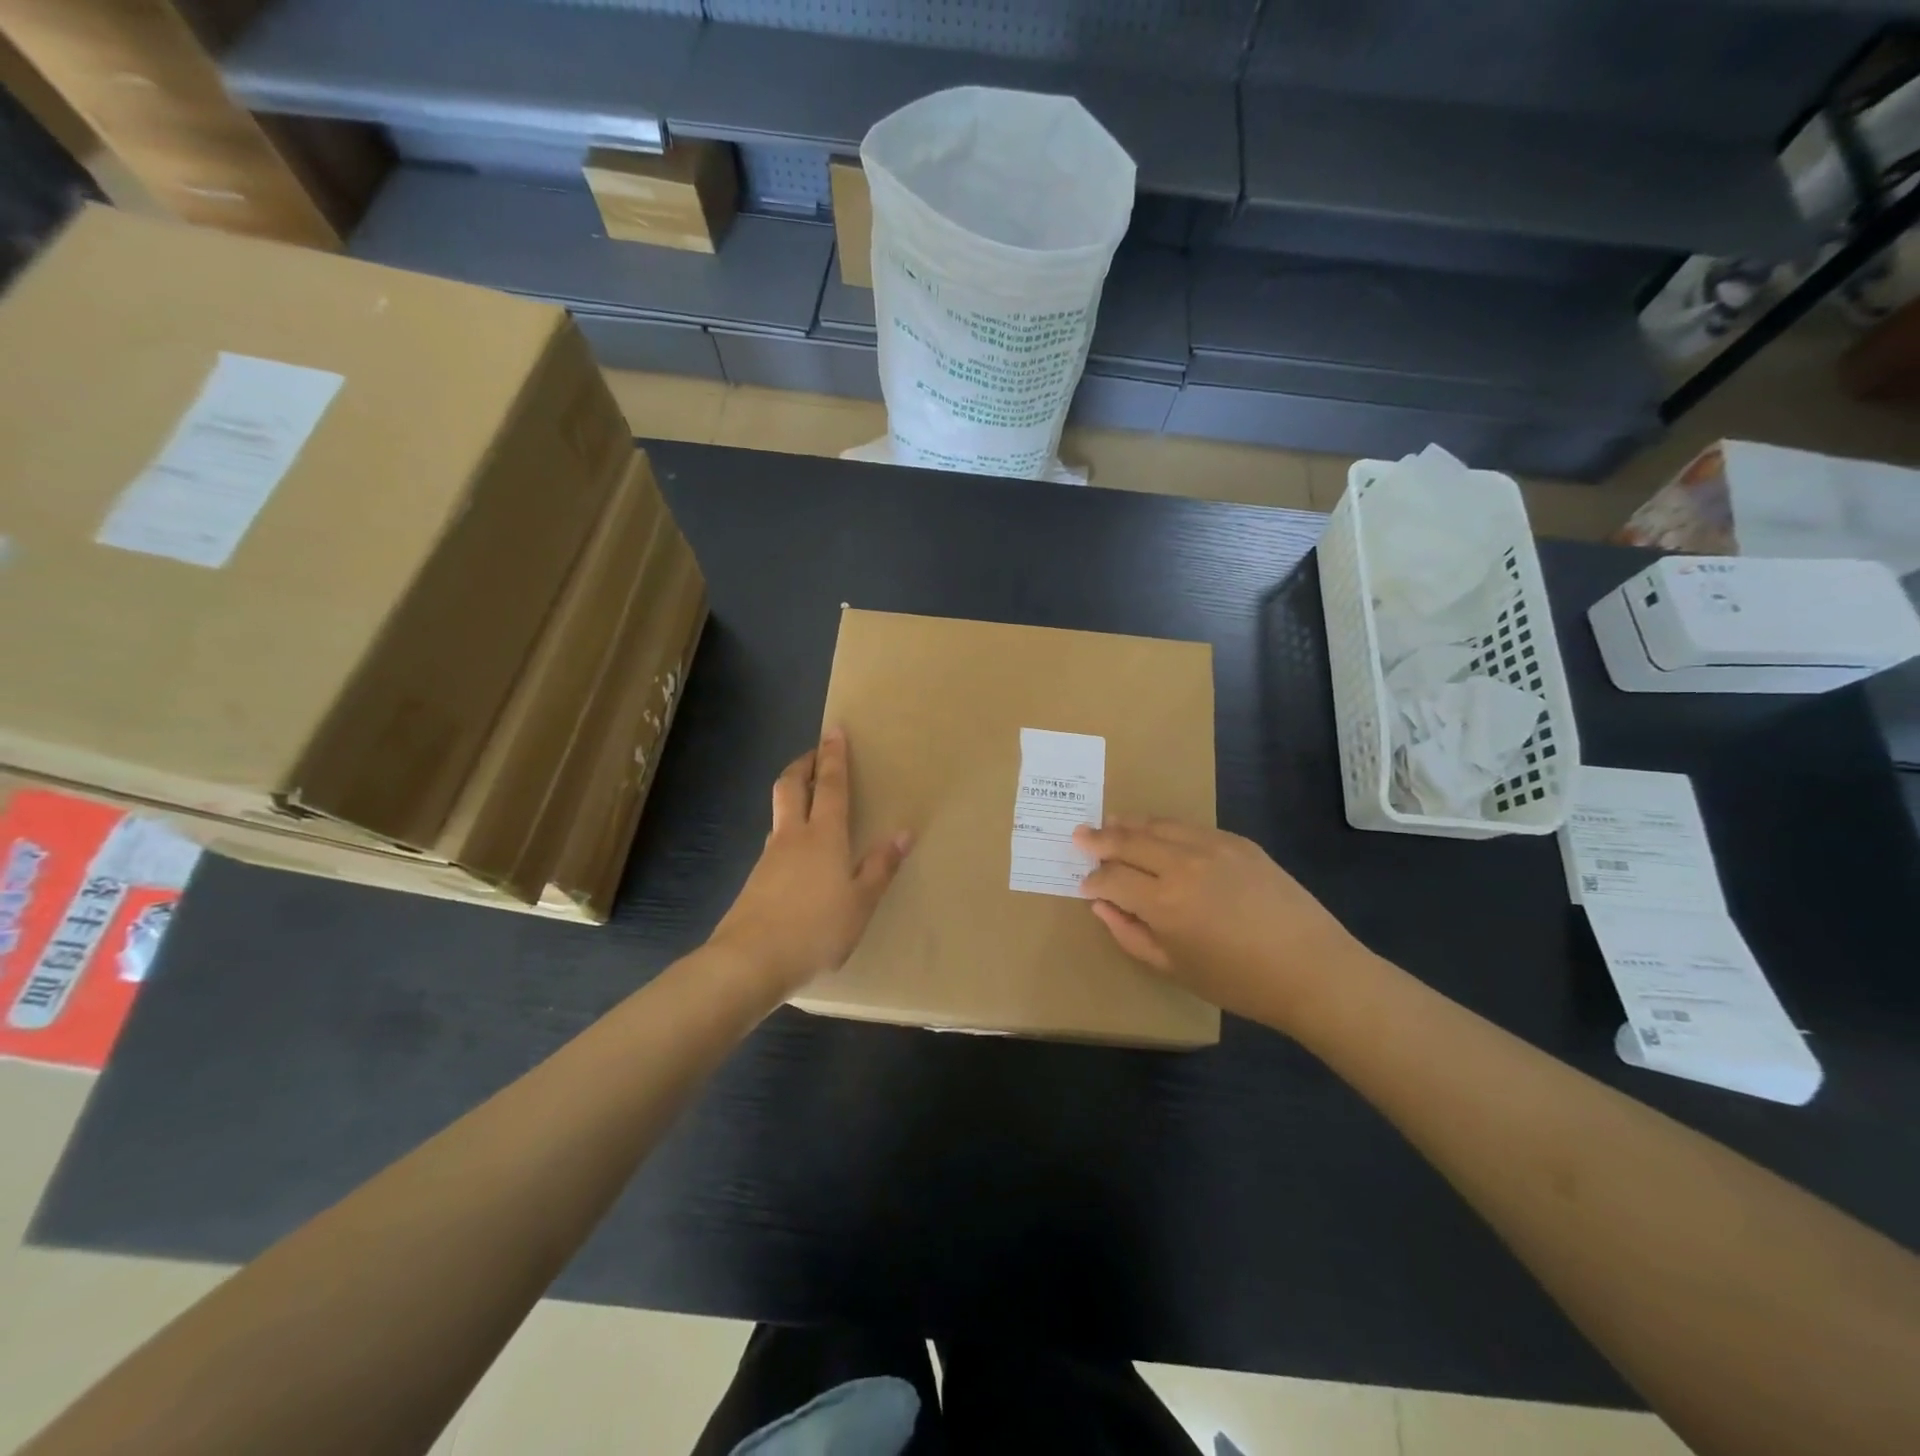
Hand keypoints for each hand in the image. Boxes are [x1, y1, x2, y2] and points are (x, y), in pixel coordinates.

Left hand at [710, 727, 909, 995]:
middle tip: (815, 754)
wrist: (749, 961)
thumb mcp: (860, 903)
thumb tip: (903, 833)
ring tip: (810, 802)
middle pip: (791, 786)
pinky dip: (788, 832)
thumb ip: (880, 867)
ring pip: (779, 813)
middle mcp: (792, 837)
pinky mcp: (755, 881)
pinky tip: (798, 856)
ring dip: (793, 797)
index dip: (833, 756)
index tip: (834, 731)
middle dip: (803, 765)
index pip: (830, 785)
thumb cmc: (814, 929)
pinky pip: (775, 843)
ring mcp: (769, 858)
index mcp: (823, 836)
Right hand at [1072, 818, 1364, 1026]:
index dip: (1093, 879)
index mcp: (1163, 902)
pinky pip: (1190, 826)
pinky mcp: (1237, 842)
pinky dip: (1165, 827)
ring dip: (1129, 824)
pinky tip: (1158, 831)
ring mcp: (1212, 847)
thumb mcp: (1174, 968)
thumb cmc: (1238, 982)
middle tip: (1080, 835)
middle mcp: (1182, 864)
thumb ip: (1130, 934)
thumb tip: (1102, 905)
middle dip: (1099, 839)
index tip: (1085, 883)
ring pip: (1158, 825)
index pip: (1112, 877)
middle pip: (1128, 840)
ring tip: (1110, 822)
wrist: (1312, 969)